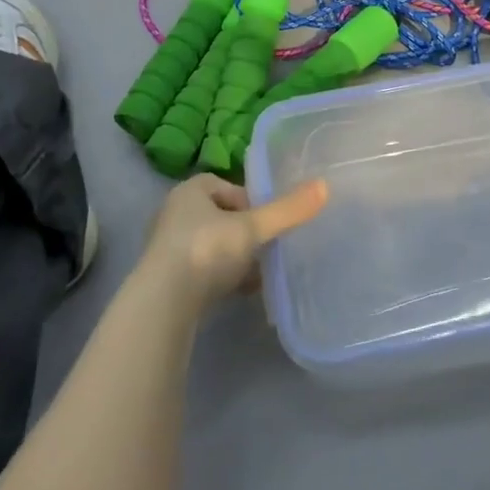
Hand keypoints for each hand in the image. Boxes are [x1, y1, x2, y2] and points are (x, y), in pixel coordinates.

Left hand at [139, 174, 329, 308]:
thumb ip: (287, 210)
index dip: (250, 200)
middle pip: (220, 216)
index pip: (225, 185)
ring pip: (212, 245)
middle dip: (245, 231)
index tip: (268, 220)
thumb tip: (325, 185)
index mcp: (190, 191)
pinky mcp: (168, 279)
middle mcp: (175, 213)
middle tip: (267, 247)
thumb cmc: (207, 251)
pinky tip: (242, 293)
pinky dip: (222, 278)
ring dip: (235, 257)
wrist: (165, 304)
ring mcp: (169, 248)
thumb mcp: (252, 228)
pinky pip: (203, 271)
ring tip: (258, 273)